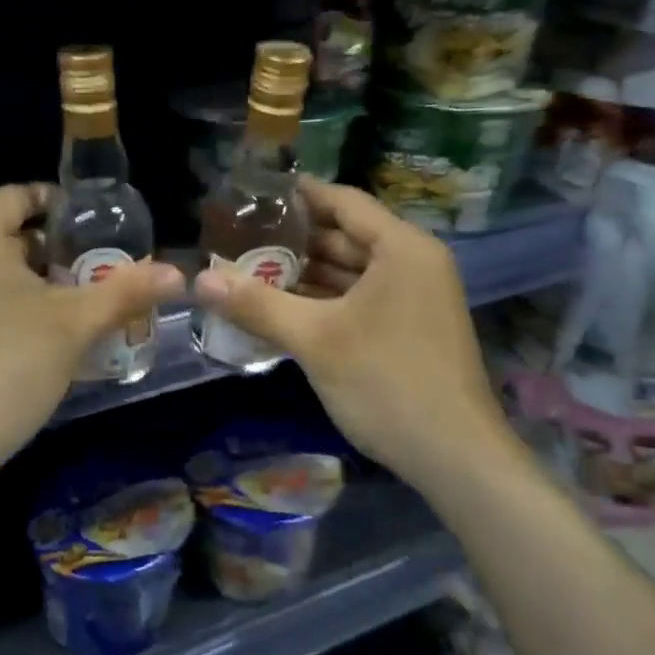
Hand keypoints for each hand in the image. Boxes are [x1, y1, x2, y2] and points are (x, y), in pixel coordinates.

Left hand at [0, 185, 184, 474]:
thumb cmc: (3, 371)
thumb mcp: (73, 327)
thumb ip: (126, 290)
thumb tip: (177, 273)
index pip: (20, 196)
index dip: (63, 209)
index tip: (97, 233)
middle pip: (0, 233)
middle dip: (47, 253)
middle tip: (88, 279)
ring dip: (20, 280)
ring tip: (62, 311)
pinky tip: (18, 337)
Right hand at [193, 180, 512, 483]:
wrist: (456, 459)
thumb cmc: (387, 383)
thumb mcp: (315, 340)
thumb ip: (257, 305)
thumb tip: (198, 282)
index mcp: (402, 248)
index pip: (343, 201)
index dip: (298, 195)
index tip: (252, 195)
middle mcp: (414, 262)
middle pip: (346, 235)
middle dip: (294, 239)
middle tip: (240, 238)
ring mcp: (416, 297)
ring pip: (352, 270)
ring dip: (307, 272)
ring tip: (252, 270)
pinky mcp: (412, 327)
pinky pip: (363, 297)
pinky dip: (327, 299)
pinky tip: (286, 307)